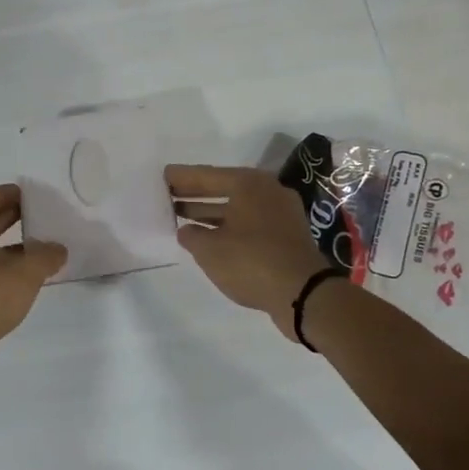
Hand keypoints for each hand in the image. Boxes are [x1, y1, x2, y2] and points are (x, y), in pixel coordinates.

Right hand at [167, 165, 328, 341]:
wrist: (304, 294)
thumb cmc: (251, 262)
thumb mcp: (209, 250)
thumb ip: (192, 235)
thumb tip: (187, 230)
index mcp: (248, 184)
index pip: (207, 175)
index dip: (182, 177)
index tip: (164, 175)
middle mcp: (267, 191)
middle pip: (223, 188)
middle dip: (195, 194)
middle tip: (169, 195)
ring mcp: (281, 212)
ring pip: (237, 207)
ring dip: (211, 212)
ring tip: (182, 217)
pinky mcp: (287, 235)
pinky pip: (250, 222)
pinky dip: (229, 226)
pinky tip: (210, 236)